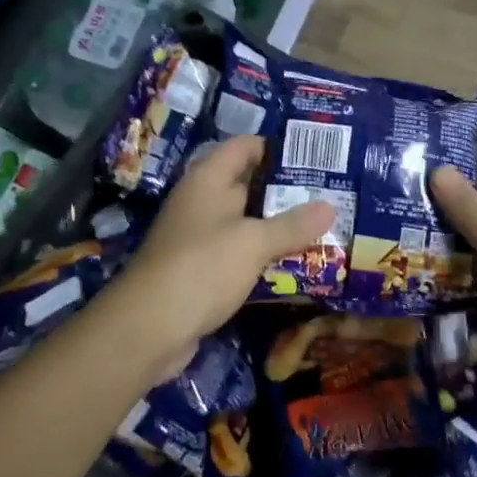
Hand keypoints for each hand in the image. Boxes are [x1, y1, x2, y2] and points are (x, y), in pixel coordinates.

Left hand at [110, 136, 332, 374]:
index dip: (277, 146)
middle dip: (286, 188)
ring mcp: (198, 236)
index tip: (316, 154)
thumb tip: (330, 206)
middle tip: (330, 190)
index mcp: (208, 180)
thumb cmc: (201, 268)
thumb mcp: (254, 243)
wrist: (147, 330)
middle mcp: (201, 201)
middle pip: (248, 183)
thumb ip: (293, 225)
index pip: (245, 146)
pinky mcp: (200, 269)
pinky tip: (294, 260)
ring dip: (277, 224)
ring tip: (322, 224)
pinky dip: (263, 252)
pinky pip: (238, 251)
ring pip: (245, 220)